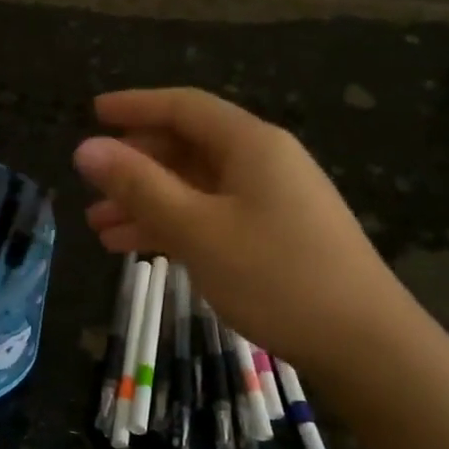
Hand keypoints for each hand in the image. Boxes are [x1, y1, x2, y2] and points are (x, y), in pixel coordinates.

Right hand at [73, 88, 401, 365]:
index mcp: (251, 144)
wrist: (363, 343)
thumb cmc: (276, 275)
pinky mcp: (274, 236)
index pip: (184, 108)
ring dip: (147, 202)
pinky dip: (174, 226)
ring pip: (195, 187)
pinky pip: (212, 216)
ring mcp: (271, 201)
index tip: (92, 113)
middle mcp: (263, 162)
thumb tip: (85, 148)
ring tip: (99, 226)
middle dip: (135, 164)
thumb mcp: (197, 229)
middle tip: (91, 184)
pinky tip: (138, 248)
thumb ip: (139, 186)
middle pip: (188, 147)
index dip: (135, 106)